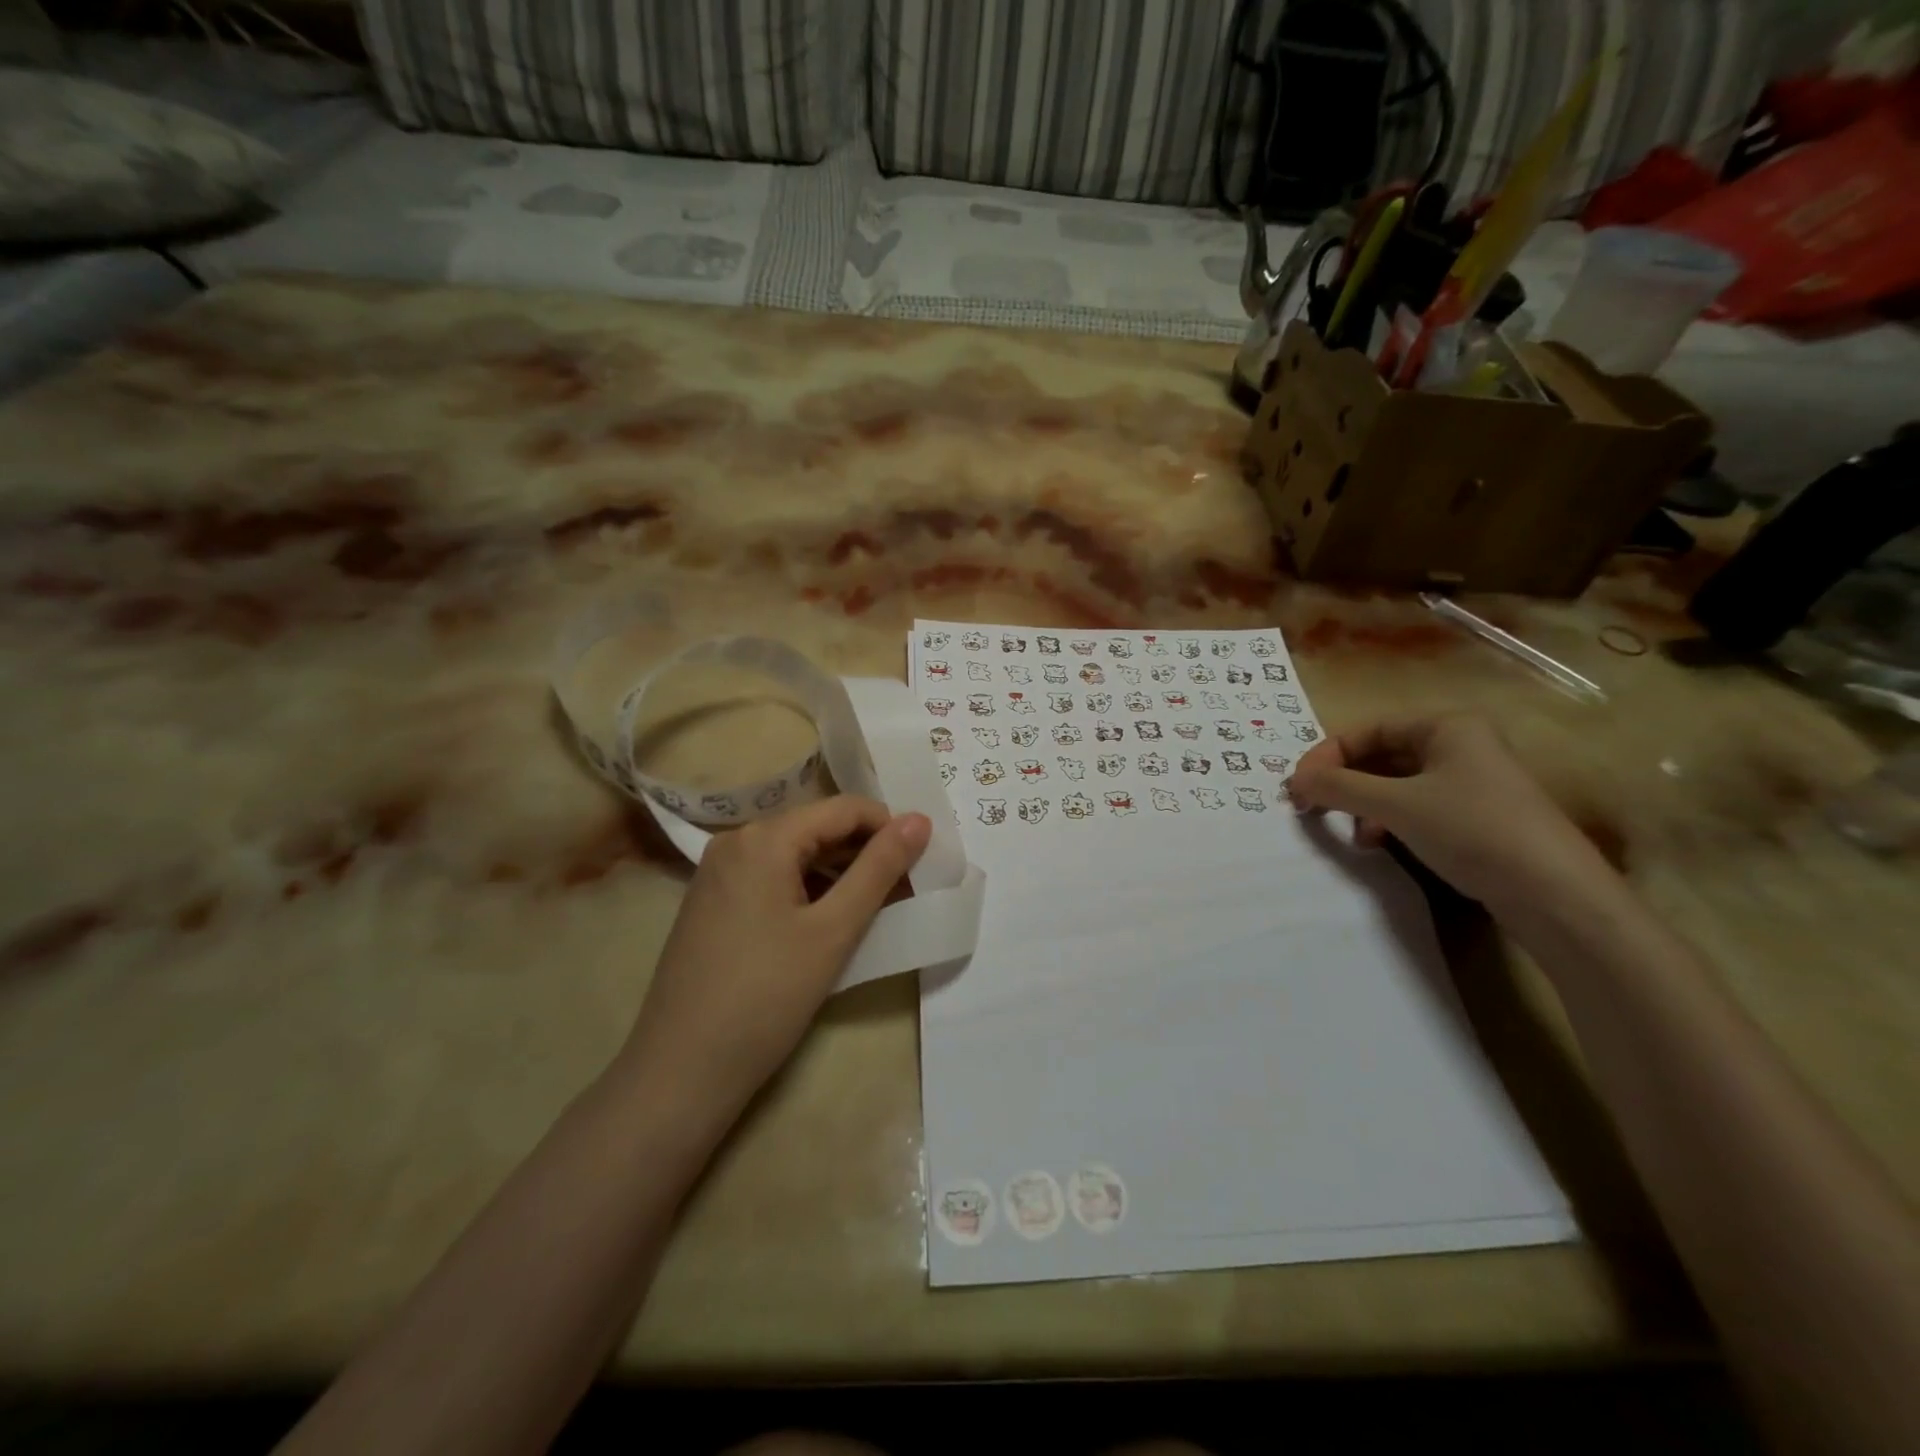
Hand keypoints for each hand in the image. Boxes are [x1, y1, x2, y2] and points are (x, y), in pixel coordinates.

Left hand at [623, 796, 930, 1118]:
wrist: (680, 1071)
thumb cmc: (765, 997)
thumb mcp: (833, 930)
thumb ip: (879, 869)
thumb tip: (918, 819)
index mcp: (764, 837)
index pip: (844, 809)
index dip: (889, 828)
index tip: (923, 861)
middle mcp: (735, 841)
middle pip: (818, 827)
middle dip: (866, 853)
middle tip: (908, 889)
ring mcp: (718, 872)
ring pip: (796, 854)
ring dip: (840, 873)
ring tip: (877, 908)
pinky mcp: (712, 901)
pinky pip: (772, 877)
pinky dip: (808, 889)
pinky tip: (830, 922)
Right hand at [1288, 714, 1616, 914]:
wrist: (1554, 894)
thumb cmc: (1471, 829)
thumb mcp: (1395, 805)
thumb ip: (1339, 787)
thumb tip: (1294, 781)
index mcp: (1446, 726)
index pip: (1367, 730)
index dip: (1326, 756)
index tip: (1297, 787)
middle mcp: (1460, 745)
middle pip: (1381, 756)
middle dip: (1345, 781)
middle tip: (1313, 807)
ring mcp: (1471, 782)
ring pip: (1396, 784)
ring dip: (1364, 804)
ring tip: (1352, 832)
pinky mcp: (1476, 817)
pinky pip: (1416, 806)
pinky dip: (1389, 820)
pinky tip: (1379, 844)